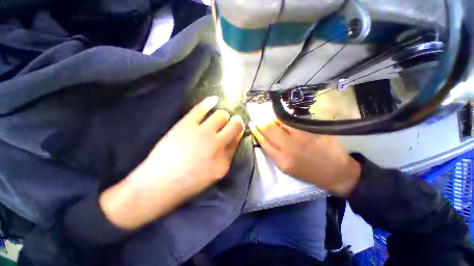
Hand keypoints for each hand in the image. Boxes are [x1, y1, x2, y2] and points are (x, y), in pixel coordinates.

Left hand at [100, 96, 244, 229]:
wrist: (161, 184)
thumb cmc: (190, 182)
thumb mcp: (215, 174)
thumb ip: (227, 156)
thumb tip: (235, 138)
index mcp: (224, 159)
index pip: (237, 139)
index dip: (238, 133)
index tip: (237, 130)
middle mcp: (217, 144)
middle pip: (234, 125)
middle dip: (236, 122)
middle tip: (233, 122)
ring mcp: (202, 133)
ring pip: (221, 115)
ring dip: (223, 116)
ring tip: (219, 118)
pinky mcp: (186, 125)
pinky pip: (201, 109)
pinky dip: (209, 103)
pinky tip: (214, 100)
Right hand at [249, 119, 360, 196]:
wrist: (335, 172)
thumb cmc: (308, 172)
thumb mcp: (286, 168)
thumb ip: (274, 153)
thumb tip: (265, 137)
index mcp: (281, 159)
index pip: (263, 141)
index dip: (256, 131)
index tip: (252, 124)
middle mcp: (289, 146)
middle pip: (269, 128)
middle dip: (260, 120)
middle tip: (256, 114)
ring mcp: (301, 136)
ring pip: (280, 120)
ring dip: (271, 115)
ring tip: (266, 111)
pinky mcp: (312, 129)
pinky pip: (294, 119)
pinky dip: (285, 116)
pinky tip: (281, 114)